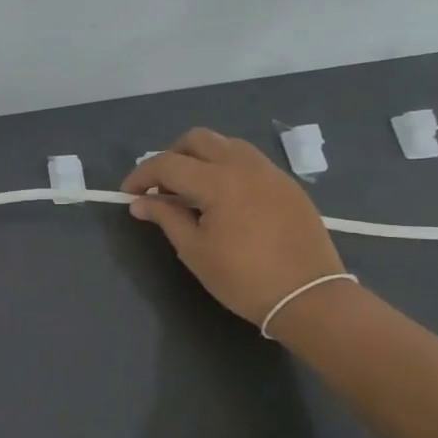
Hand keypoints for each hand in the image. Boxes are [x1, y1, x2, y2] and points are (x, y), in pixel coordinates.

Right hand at [121, 128, 345, 326]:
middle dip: (171, 156)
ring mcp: (270, 172)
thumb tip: (140, 202)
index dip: (141, 175)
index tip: (128, 194)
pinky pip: (248, 160)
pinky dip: (226, 167)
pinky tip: (224, 199)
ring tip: (192, 190)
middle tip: (161, 187)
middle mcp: (244, 165)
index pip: (167, 163)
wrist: (309, 297)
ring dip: (200, 157)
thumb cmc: (244, 279)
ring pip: (225, 144)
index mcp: (218, 181)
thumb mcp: (195, 251)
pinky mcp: (287, 184)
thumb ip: (166, 218)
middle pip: (197, 139)